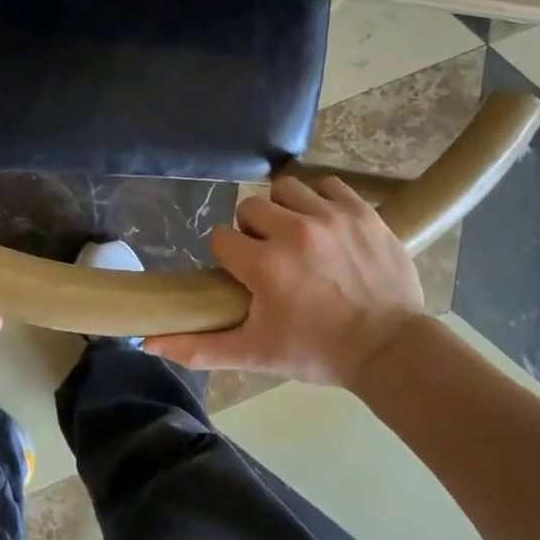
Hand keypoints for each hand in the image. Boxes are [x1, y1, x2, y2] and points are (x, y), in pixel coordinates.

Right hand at [146, 175, 425, 387]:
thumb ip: (200, 347)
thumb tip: (148, 341)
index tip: (245, 274)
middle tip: (272, 257)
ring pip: (285, 188)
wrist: (391, 349)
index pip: (221, 238)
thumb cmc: (318, 352)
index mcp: (264, 266)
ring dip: (285, 209)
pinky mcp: (361, 210)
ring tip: (298, 235)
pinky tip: (326, 224)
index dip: (229, 256)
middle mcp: (294, 231)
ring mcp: (330, 216)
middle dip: (254, 231)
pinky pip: (327, 184)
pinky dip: (322, 200)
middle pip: (250, 207)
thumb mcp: (256, 355)